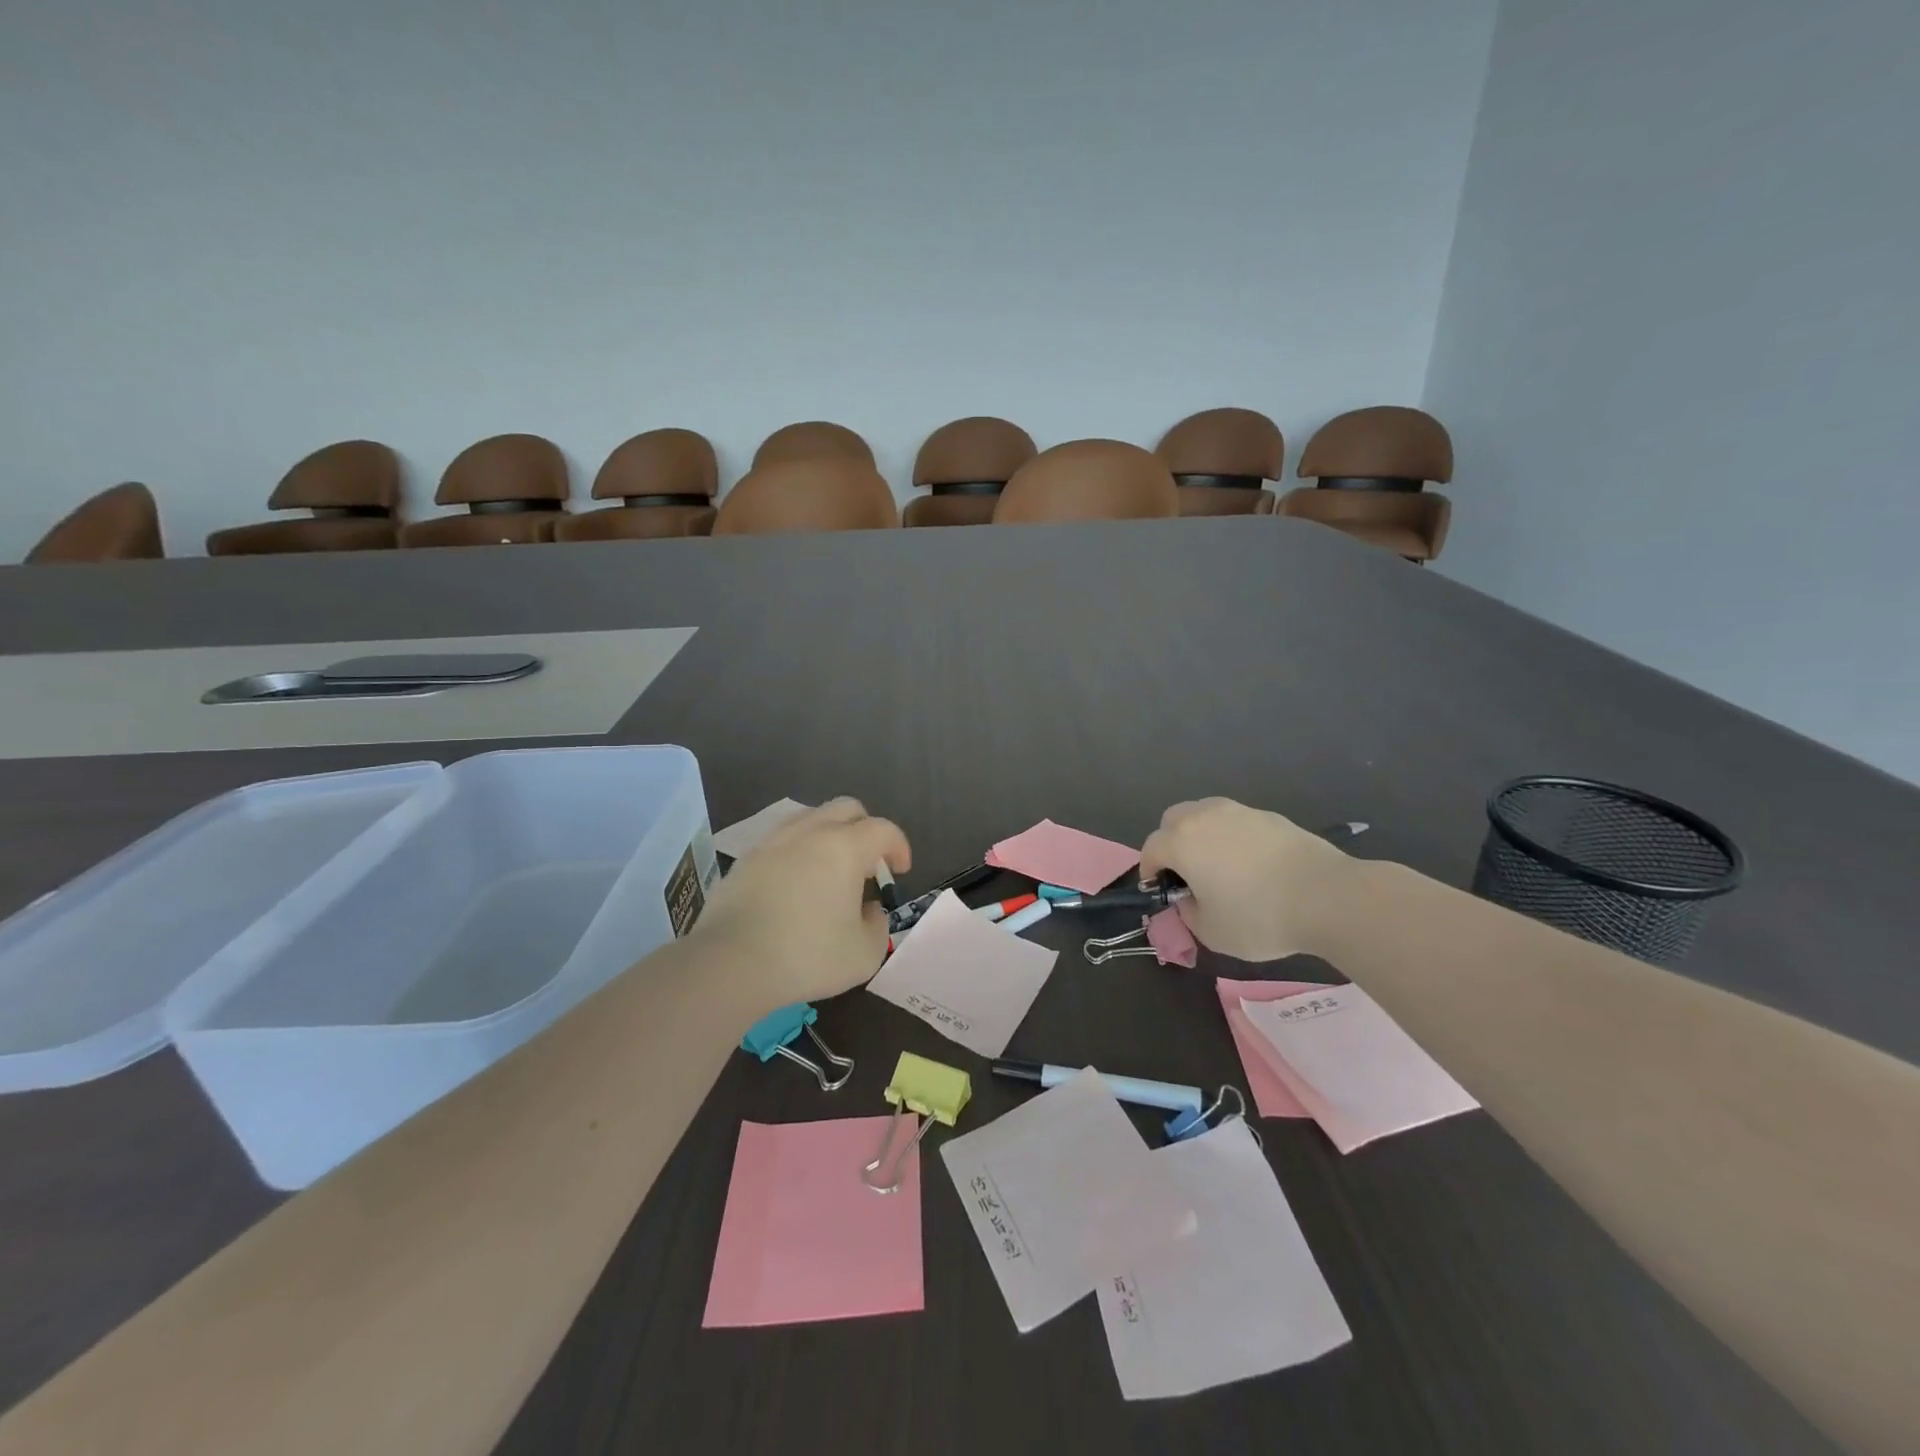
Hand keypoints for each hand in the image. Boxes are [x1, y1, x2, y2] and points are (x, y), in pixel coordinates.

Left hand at [693, 798, 910, 1012]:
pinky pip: (782, 840)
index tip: (900, 871)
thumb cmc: (807, 955)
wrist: (731, 963)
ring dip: (830, 835)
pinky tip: (795, 884)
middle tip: (868, 865)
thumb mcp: (864, 953)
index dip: (899, 846)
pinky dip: (798, 851)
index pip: (883, 829)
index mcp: (845, 847)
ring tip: (830, 871)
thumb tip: (868, 909)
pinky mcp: (746, 859)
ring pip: (811, 818)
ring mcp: (773, 841)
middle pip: (847, 808)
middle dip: (866, 829)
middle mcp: (810, 832)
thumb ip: (877, 924)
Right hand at [1139, 798, 1351, 961]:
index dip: (1149, 870)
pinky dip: (1233, 837)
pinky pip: (1236, 821)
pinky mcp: (1269, 816)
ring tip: (1219, 865)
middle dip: (1171, 843)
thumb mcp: (1211, 931)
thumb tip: (1189, 899)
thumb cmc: (1259, 917)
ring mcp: (1239, 811)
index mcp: (1182, 842)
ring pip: (1205, 814)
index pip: (1151, 849)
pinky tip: (1252, 865)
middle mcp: (1204, 817)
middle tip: (1185, 873)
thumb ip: (1189, 912)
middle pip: (1173, 820)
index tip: (1159, 891)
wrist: (1327, 897)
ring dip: (1201, 835)